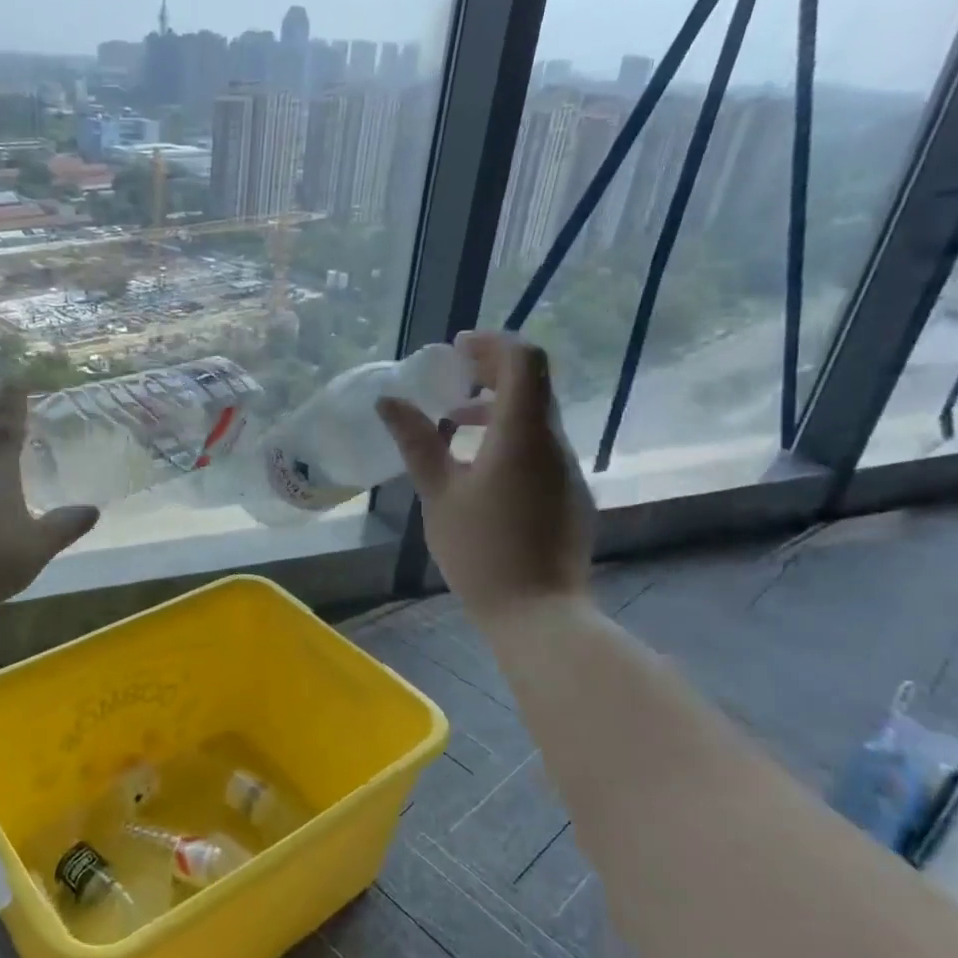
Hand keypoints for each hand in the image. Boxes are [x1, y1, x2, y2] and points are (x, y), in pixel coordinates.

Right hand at [376, 331, 593, 619]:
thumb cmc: (481, 550)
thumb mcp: (439, 493)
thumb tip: (388, 400)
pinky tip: (477, 468)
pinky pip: (540, 447)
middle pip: (532, 384)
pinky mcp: (568, 495)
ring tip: (451, 425)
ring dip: (497, 408)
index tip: (456, 349)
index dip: (492, 343)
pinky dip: (509, 437)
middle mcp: (554, 442)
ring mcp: (566, 470)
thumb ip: (416, 441)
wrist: (538, 614)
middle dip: (491, 372)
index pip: (524, 360)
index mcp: (524, 433)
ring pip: (536, 417)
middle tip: (448, 381)